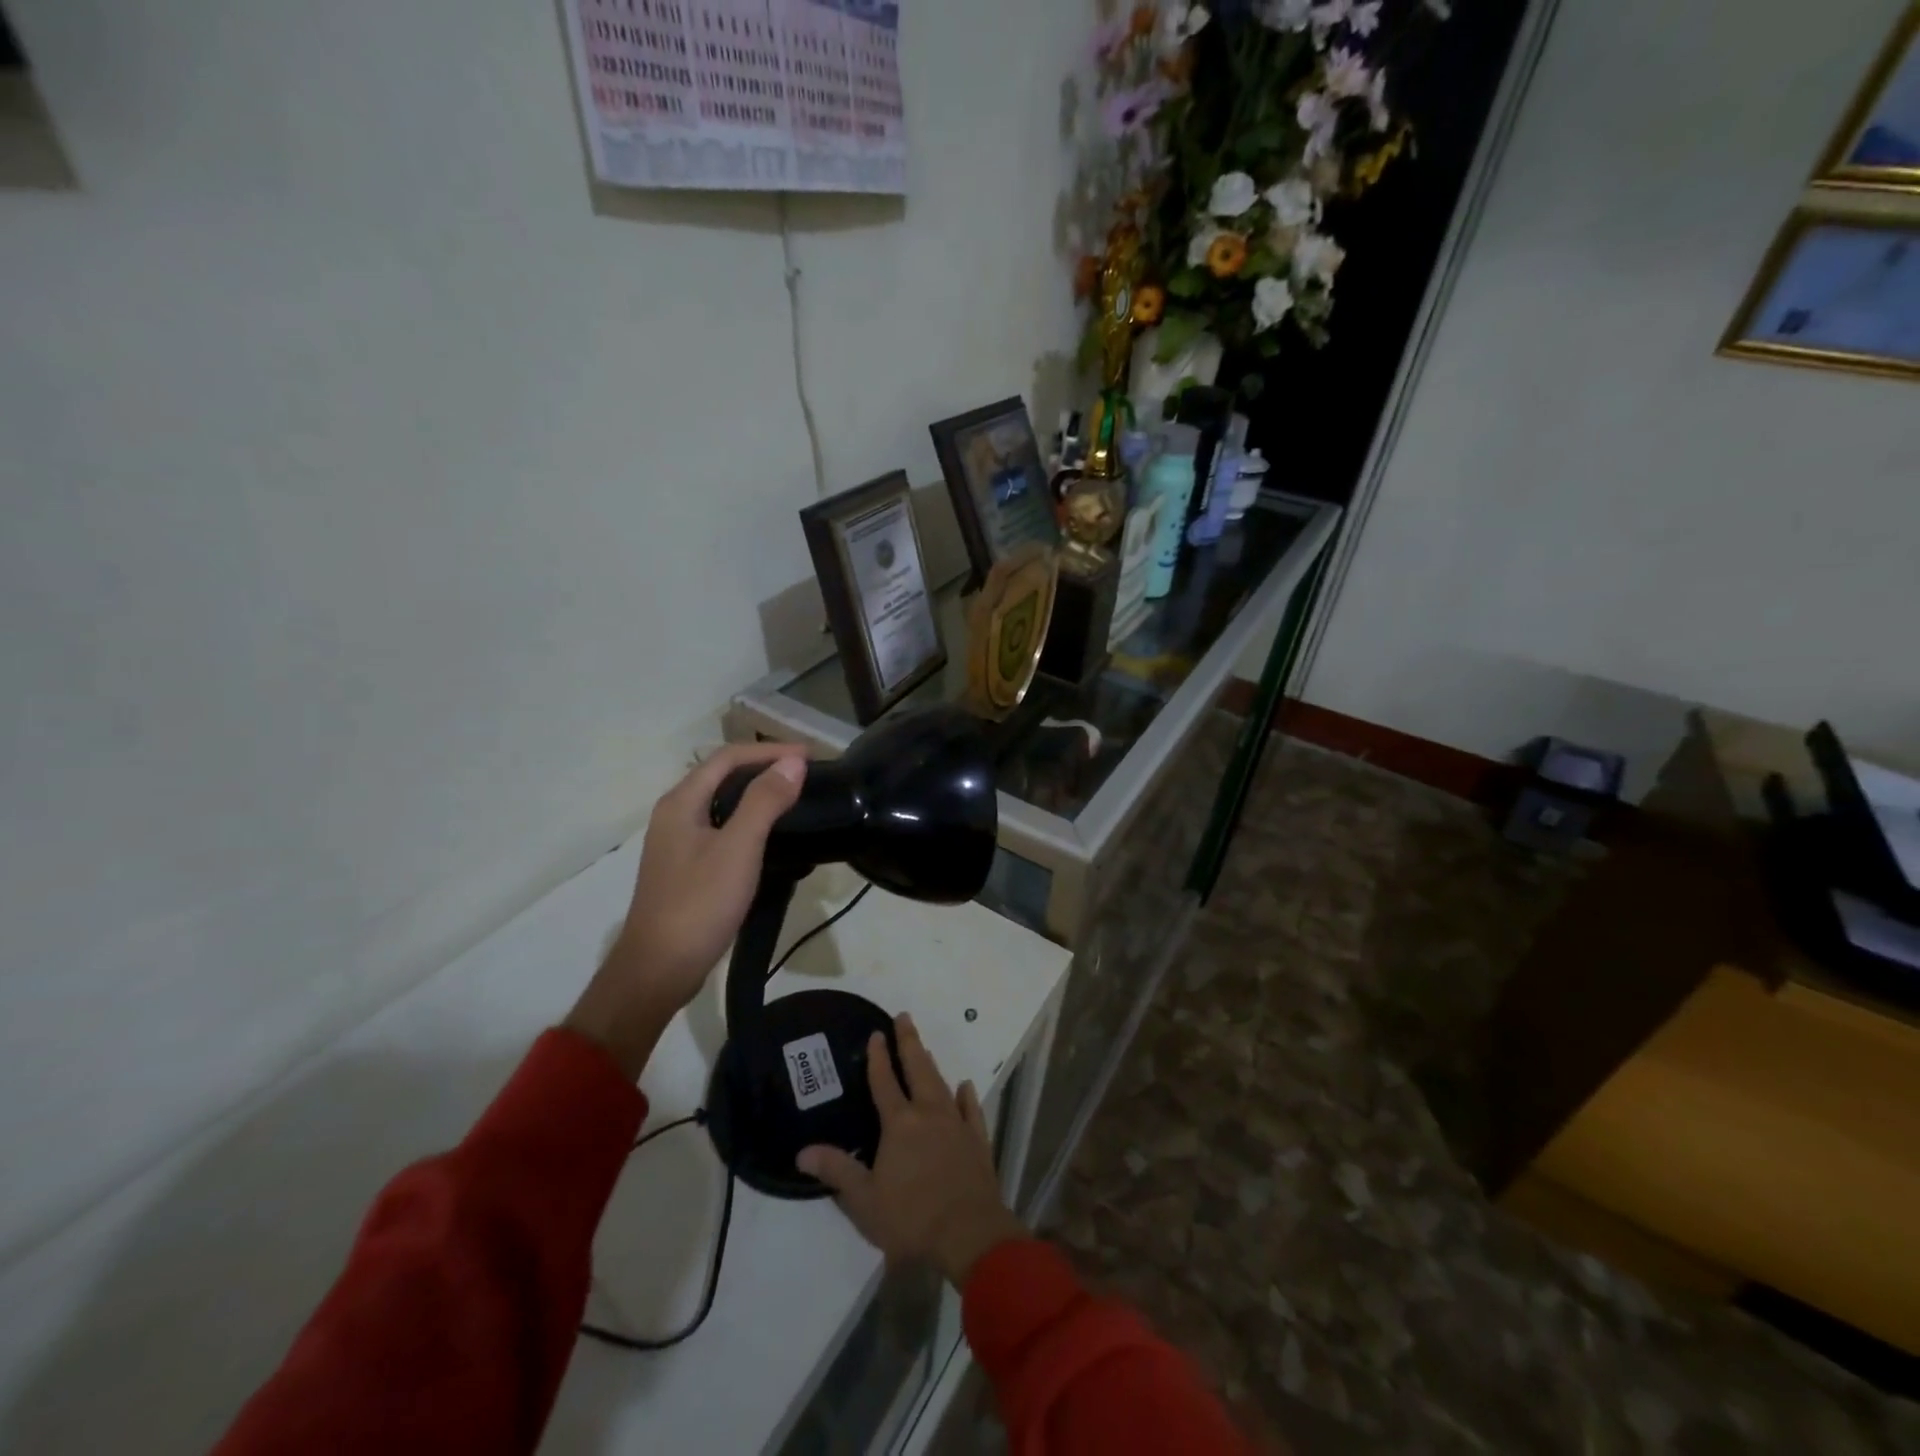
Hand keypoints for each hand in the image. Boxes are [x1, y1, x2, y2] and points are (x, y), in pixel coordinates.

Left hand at [565, 742, 806, 1077]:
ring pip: (722, 802)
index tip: (810, 756)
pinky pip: (722, 827)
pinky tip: (771, 835)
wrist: (658, 970)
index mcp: (681, 802)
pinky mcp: (687, 866)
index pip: (729, 757)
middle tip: (806, 774)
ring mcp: (678, 842)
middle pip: (723, 775)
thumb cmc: (698, 904)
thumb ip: (764, 802)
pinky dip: (749, 820)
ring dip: (758, 793)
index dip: (770, 750)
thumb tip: (793, 762)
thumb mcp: (738, 849)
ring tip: (796, 797)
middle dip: (765, 767)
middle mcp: (675, 814)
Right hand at [798, 1015, 1026, 1287]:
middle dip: (909, 1042)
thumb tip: (802, 1151)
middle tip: (904, 1018)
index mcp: (900, 1124)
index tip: (876, 1033)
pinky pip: (971, 1110)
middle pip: (918, 1069)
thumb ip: (836, 1171)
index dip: (878, 1057)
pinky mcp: (977, 1140)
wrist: (968, 1234)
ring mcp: (956, 1124)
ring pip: (941, 1084)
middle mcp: (929, 1114)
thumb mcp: (864, 1200)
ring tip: (925, 1049)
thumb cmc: (911, 1218)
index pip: (885, 1082)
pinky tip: (964, 1086)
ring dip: (931, 1064)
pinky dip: (966, 1096)